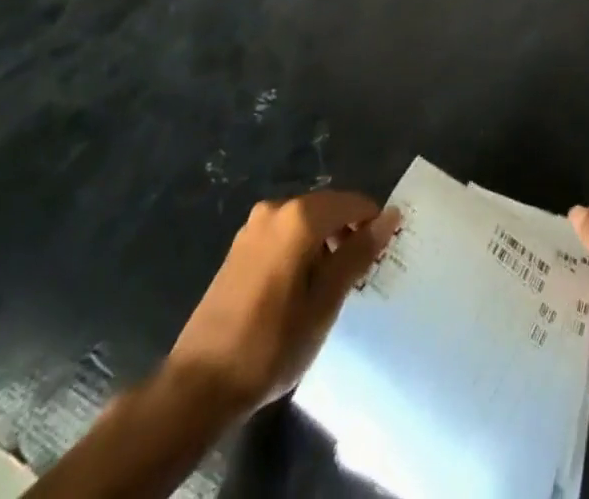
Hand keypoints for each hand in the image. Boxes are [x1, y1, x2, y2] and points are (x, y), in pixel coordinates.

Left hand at [165, 191, 399, 414]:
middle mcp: (276, 209)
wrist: (198, 385)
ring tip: (332, 286)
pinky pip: (283, 235)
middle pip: (327, 208)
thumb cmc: (271, 344)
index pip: (352, 203)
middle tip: (360, 274)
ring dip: (324, 243)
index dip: (373, 225)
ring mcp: (252, 227)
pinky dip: (300, 250)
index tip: (384, 255)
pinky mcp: (238, 248)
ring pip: (304, 223)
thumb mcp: (325, 302)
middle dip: (348, 233)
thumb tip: (391, 217)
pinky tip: (300, 289)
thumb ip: (358, 254)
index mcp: (300, 217)